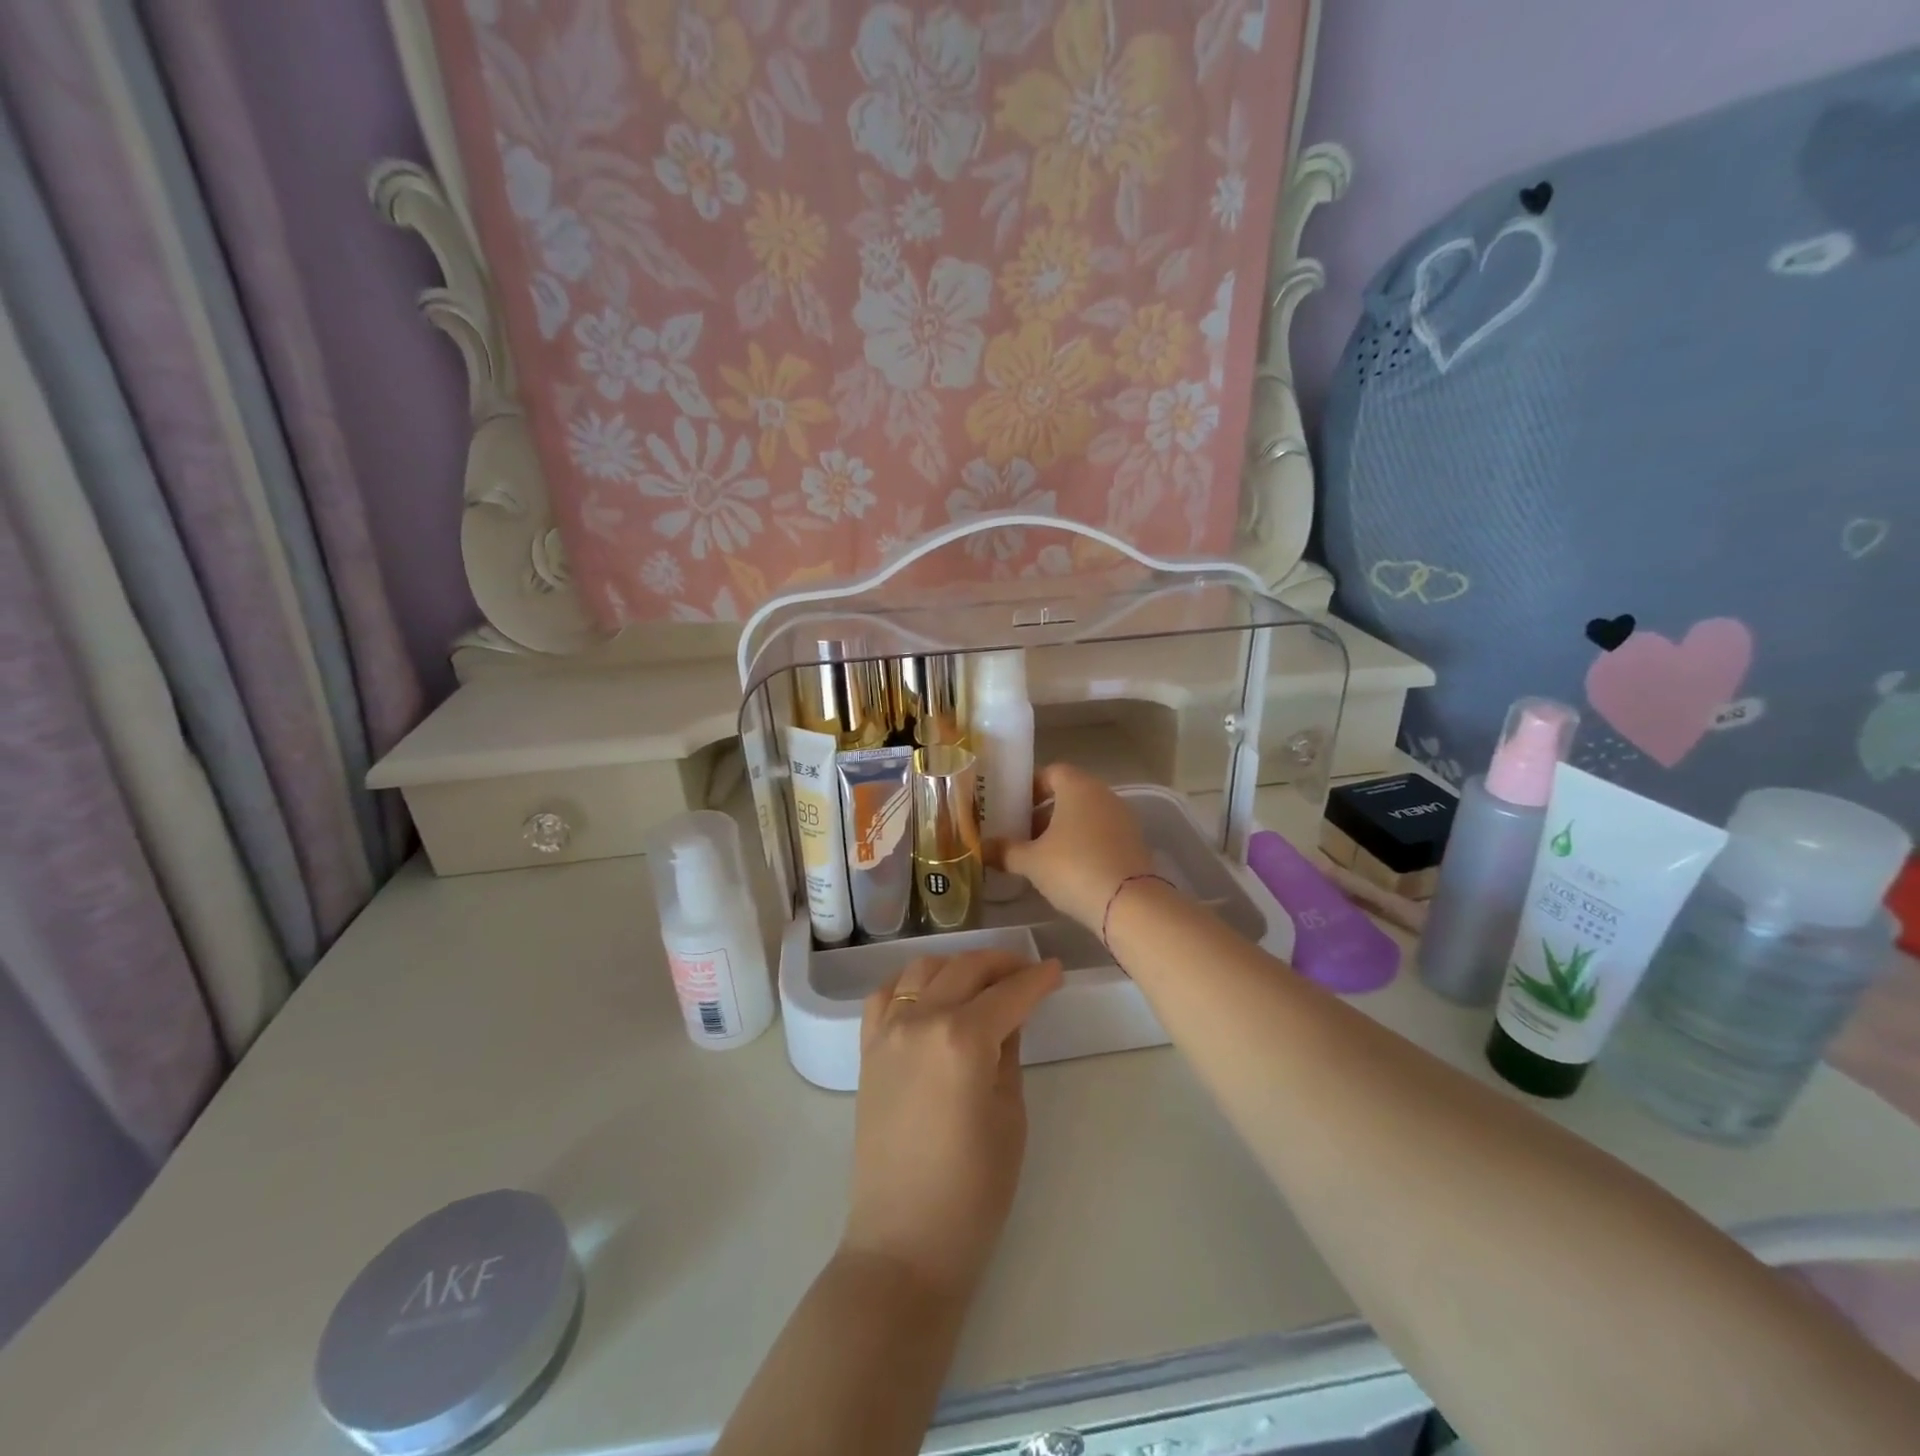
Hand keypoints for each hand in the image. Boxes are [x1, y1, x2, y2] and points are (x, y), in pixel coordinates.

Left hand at [843, 951, 1061, 1299]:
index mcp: (963, 1039)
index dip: (1037, 979)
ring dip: (957, 965)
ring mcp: (887, 1033)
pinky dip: (911, 983)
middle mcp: (921, 1021)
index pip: (1009, 993)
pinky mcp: (867, 1050)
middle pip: (965, 969)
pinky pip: (886, 995)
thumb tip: (1012, 1014)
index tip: (1055, 970)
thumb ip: (1008, 1052)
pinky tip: (929, 994)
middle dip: (1001, 963)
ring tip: (981, 980)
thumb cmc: (973, 1190)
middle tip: (1026, 971)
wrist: (903, 1242)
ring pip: (923, 969)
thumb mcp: (1010, 1115)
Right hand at [990, 763, 1156, 929]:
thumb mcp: (1031, 861)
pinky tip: (1068, 869)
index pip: (1051, 772)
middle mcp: (1104, 794)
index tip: (1012, 807)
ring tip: (1041, 855)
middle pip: (1069, 794)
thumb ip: (1005, 851)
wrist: (1129, 903)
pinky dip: (1084, 844)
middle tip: (1022, 834)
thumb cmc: (1074, 868)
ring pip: (1086, 816)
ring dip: (1064, 830)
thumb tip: (982, 849)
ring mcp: (1123, 819)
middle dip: (1044, 812)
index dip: (1030, 787)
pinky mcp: (1134, 843)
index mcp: (1078, 786)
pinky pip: (1102, 835)